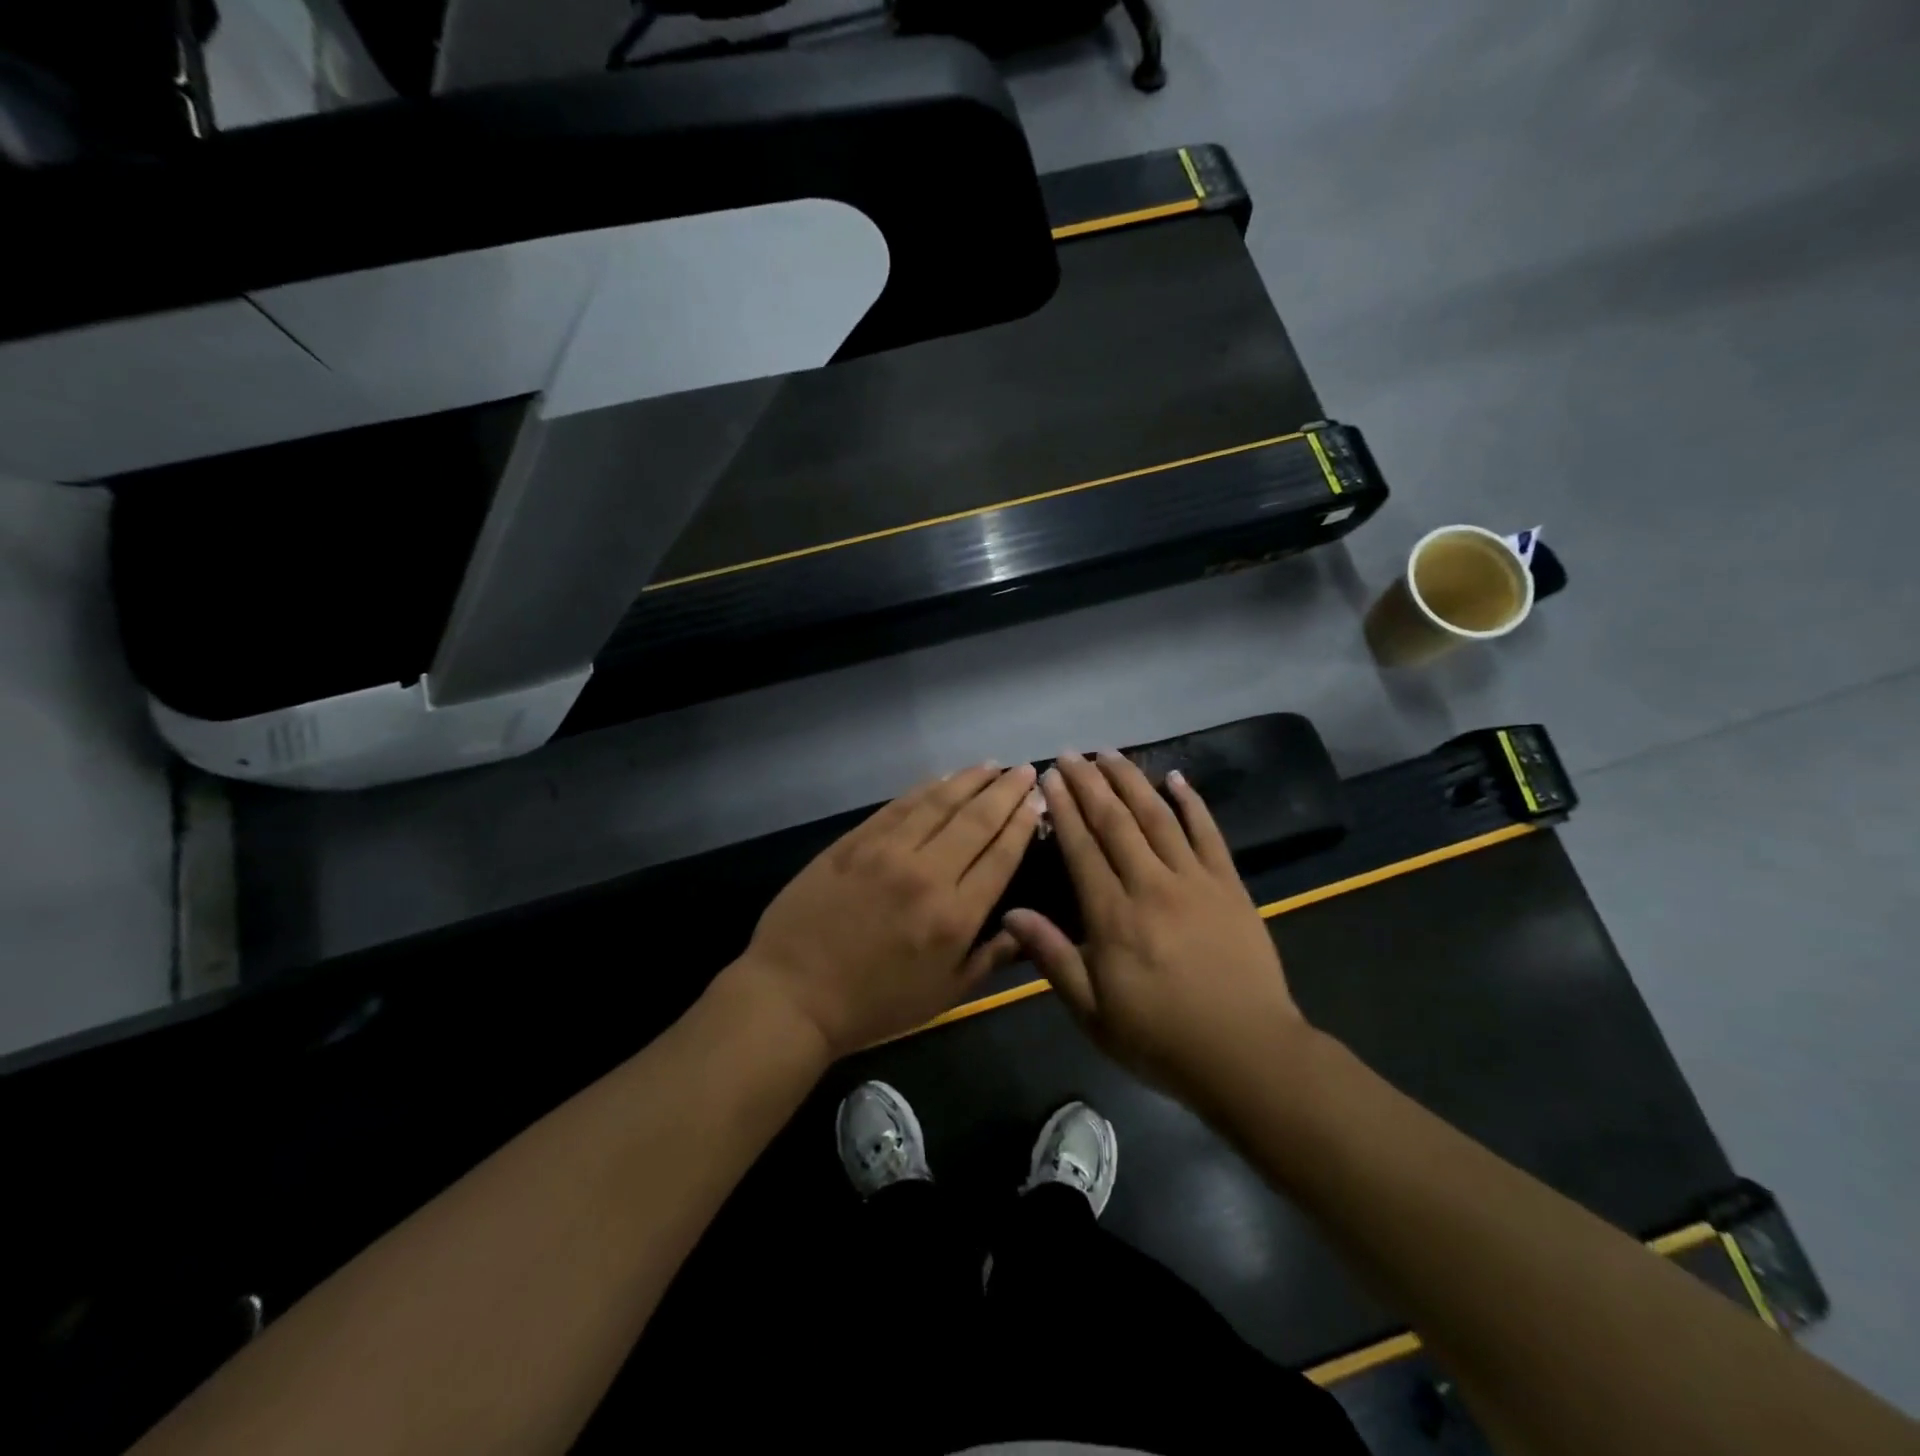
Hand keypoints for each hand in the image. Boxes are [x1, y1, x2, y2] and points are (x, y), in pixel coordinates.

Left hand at [734, 764, 1040, 1058]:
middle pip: (976, 820)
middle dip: (1005, 792)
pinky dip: (925, 788)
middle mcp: (927, 874)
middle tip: (1023, 770)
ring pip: (939, 803)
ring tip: (991, 766)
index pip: (1000, 856)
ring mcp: (887, 852)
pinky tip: (942, 778)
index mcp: (955, 916)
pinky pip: (899, 805)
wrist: (793, 993)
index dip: (1022, 823)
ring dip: (969, 780)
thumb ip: (989, 959)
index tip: (1036, 799)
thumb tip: (1025, 928)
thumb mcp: (943, 996)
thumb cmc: (873, 1005)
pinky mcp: (854, 841)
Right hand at [1002, 752, 1309, 1110]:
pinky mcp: (1230, 886)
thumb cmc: (1160, 1038)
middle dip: (1090, 784)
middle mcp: (1151, 886)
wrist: (1247, 1055)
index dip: (1064, 809)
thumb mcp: (1092, 1012)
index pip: (1082, 848)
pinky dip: (1192, 803)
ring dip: (1132, 781)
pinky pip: (1208, 834)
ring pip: (1158, 818)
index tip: (1049, 778)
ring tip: (1111, 754)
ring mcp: (1195, 882)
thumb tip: (1010, 915)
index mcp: (1113, 916)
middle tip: (1072, 754)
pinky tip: (1177, 779)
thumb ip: (1053, 957)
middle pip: (1116, 822)